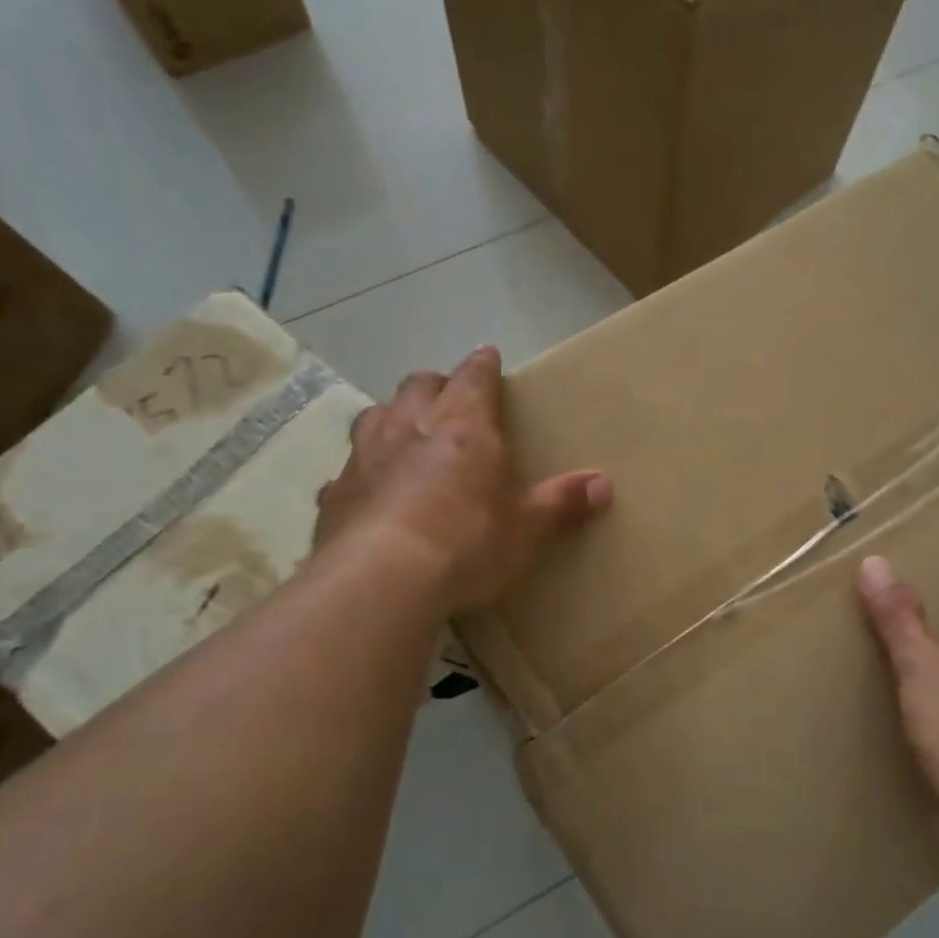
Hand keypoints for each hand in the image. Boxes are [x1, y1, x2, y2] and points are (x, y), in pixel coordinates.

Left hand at [313, 346, 612, 610]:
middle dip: (436, 386)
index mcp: (463, 426)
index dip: (483, 365)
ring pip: (375, 416)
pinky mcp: (333, 494)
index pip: (474, 377)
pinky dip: (362, 473)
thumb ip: (562, 502)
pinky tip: (368, 493)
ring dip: (393, 417)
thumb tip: (604, 484)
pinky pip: (347, 470)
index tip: (489, 356)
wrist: (381, 581)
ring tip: (406, 434)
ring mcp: (365, 457)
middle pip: (419, 385)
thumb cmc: (467, 543)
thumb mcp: (527, 528)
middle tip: (450, 400)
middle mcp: (409, 427)